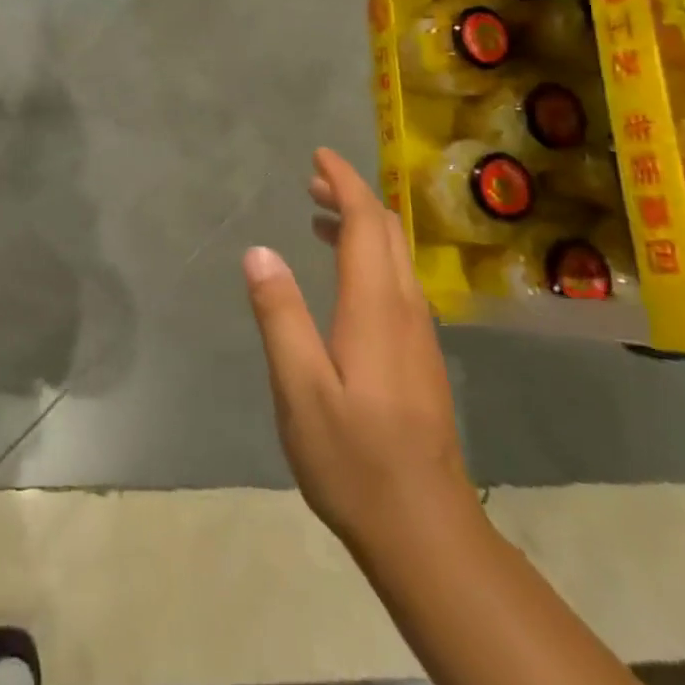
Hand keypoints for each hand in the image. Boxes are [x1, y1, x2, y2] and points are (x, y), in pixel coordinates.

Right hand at [243, 149, 472, 555]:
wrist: (425, 529)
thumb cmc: (354, 458)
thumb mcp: (299, 388)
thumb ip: (280, 315)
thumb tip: (259, 251)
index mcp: (375, 308)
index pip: (365, 224)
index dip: (344, 183)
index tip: (319, 155)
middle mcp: (404, 309)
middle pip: (386, 232)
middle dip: (353, 196)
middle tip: (312, 179)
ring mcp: (418, 334)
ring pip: (394, 257)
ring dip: (361, 225)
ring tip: (318, 215)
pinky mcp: (419, 357)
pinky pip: (395, 282)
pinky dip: (368, 256)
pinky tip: (342, 276)